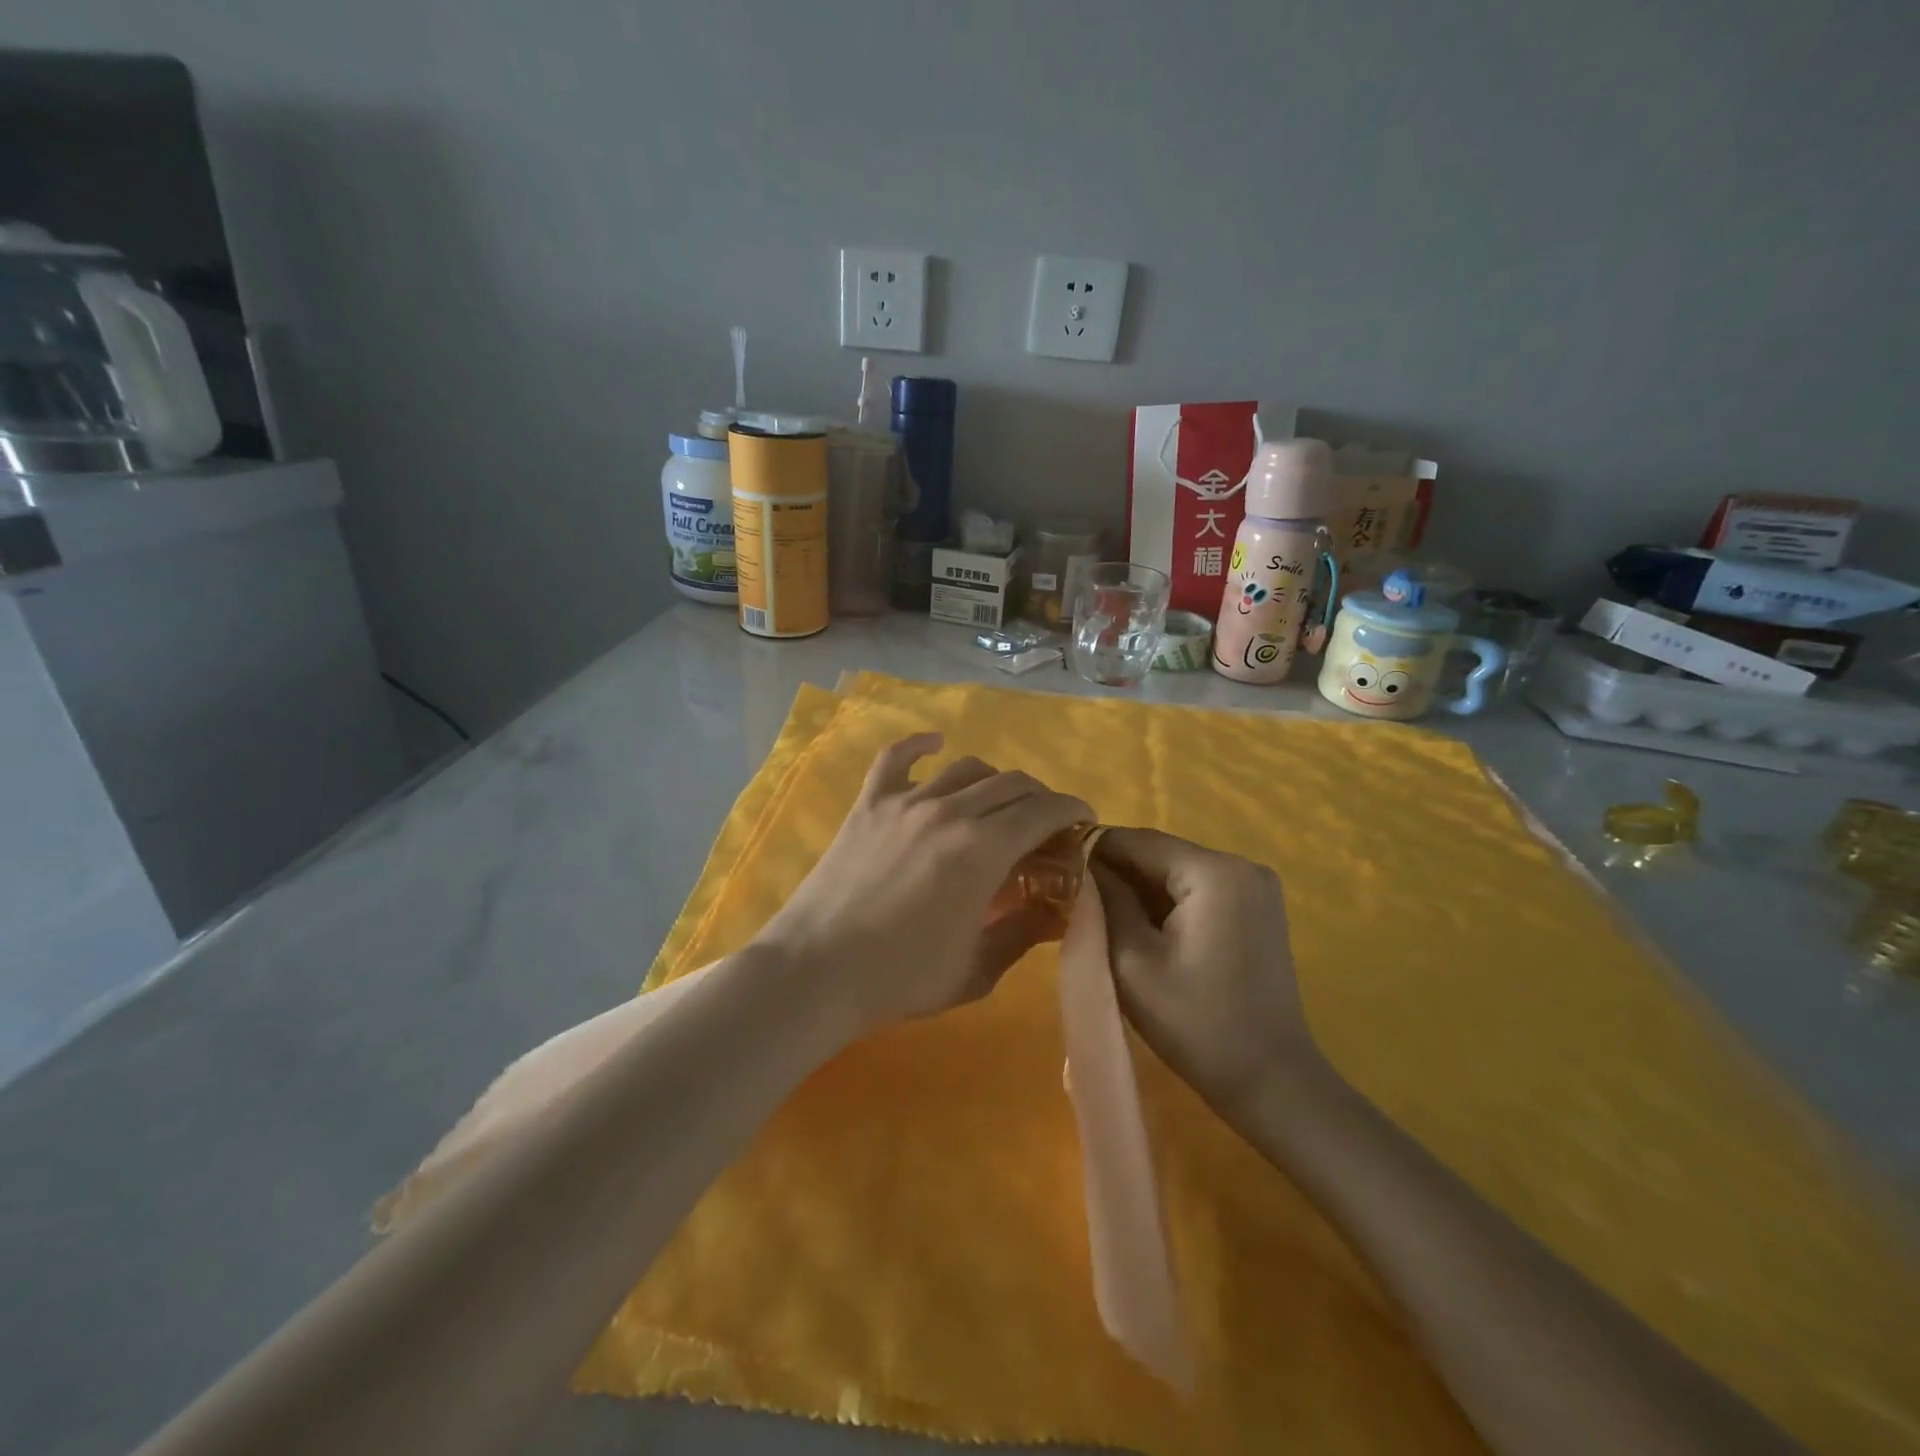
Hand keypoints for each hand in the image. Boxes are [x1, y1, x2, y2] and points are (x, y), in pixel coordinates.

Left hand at [757, 734, 1092, 1033]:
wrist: (816, 972)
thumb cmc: (901, 978)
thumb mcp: (977, 969)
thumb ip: (1023, 933)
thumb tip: (1056, 912)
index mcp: (983, 850)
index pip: (1043, 811)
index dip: (1071, 810)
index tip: (1083, 820)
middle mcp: (950, 812)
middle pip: (1011, 784)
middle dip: (1039, 798)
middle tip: (1044, 824)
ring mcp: (905, 802)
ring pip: (966, 769)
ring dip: (994, 780)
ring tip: (998, 803)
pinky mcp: (869, 804)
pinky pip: (896, 758)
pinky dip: (919, 745)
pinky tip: (935, 744)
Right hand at [1090, 828, 1325, 1115]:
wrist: (1271, 1081)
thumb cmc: (1197, 1024)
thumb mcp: (1132, 961)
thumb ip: (1104, 901)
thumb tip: (1082, 864)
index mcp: (1213, 871)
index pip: (1135, 840)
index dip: (1091, 853)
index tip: (1057, 876)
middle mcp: (1241, 864)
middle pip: (1158, 853)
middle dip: (1116, 875)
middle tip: (1078, 906)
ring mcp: (1255, 885)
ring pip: (1176, 871)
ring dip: (1140, 890)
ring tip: (1106, 922)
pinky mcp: (1258, 907)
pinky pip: (1198, 888)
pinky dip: (1168, 903)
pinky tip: (1146, 933)